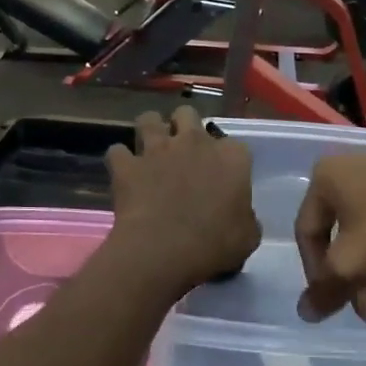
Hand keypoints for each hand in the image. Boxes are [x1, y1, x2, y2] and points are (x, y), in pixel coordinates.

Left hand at [106, 108, 260, 295]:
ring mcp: (157, 149)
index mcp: (231, 157)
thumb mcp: (248, 236)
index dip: (225, 158)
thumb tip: (240, 216)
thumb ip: (246, 217)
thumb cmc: (215, 244)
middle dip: (183, 127)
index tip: (221, 175)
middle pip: (187, 115)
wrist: (165, 250)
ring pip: (148, 119)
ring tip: (150, 149)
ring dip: (149, 131)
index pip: (233, 145)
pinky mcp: (127, 165)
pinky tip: (124, 172)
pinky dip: (120, 160)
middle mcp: (194, 142)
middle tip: (182, 150)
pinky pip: (117, 151)